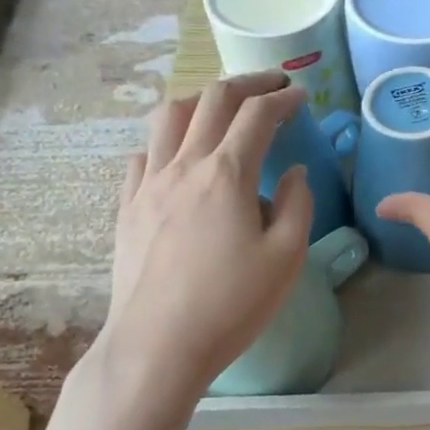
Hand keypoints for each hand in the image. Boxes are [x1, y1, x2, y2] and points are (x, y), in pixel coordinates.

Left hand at [90, 72, 314, 416]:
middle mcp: (183, 166)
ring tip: (223, 107)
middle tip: (272, 85)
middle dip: (247, 83)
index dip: (283, 98)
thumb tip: (293, 173)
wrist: (157, 346)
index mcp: (227, 174)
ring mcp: (148, 184)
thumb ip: (297, 205)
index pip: (257, 115)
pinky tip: (178, 155)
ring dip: (202, 100)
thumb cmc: (231, 304)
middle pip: (212, 100)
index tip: (302, 96)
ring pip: (169, 117)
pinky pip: (143, 154)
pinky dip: (166, 139)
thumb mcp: (286, 257)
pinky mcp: (127, 207)